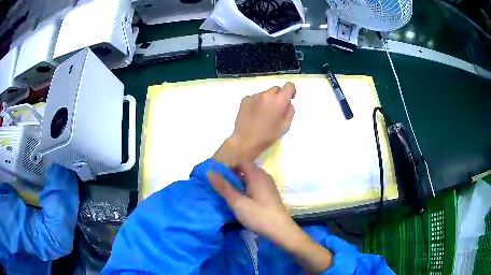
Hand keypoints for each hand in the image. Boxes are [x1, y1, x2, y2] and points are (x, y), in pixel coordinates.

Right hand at [207, 162, 332, 272]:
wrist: (281, 231)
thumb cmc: (258, 216)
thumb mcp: (237, 202)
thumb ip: (223, 187)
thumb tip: (210, 172)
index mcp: (257, 175)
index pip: (241, 162)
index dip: (229, 167)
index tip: (219, 177)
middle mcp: (265, 177)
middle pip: (246, 170)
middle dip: (233, 176)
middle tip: (221, 187)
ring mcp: (269, 186)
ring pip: (251, 179)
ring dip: (240, 184)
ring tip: (230, 195)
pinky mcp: (271, 195)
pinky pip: (256, 186)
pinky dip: (247, 189)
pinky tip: (242, 201)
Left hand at [213, 82, 295, 165]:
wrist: (245, 141)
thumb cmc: (268, 136)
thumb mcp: (285, 126)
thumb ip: (289, 111)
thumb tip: (287, 103)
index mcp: (278, 101)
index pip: (289, 86)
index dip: (291, 91)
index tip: (290, 98)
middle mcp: (266, 95)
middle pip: (276, 89)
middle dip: (278, 97)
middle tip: (276, 110)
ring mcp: (254, 96)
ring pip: (265, 94)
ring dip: (267, 100)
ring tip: (263, 114)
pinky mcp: (245, 99)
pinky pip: (255, 98)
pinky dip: (257, 103)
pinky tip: (254, 115)